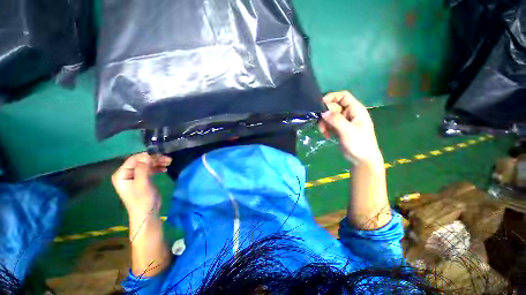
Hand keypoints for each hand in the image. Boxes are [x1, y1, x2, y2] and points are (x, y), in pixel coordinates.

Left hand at [112, 153, 171, 219]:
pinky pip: (149, 170)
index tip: (161, 155)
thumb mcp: (142, 183)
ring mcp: (134, 177)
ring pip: (147, 165)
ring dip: (158, 163)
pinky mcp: (142, 180)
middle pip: (141, 161)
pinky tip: (165, 168)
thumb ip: (143, 169)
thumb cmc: (142, 199)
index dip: (147, 156)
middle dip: (155, 159)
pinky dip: (157, 168)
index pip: (134, 159)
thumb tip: (148, 156)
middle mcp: (127, 174)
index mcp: (122, 174)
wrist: (147, 213)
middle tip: (168, 159)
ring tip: (169, 162)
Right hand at [319, 91, 381, 164]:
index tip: (320, 104)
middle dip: (325, 115)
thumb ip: (335, 119)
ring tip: (324, 132)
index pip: (343, 96)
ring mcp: (343, 121)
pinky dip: (326, 129)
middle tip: (321, 124)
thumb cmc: (359, 143)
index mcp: (355, 110)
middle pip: (333, 107)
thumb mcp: (347, 130)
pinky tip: (327, 136)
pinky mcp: (338, 129)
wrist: (361, 159)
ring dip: (324, 123)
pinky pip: (329, 124)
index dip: (332, 97)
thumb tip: (323, 111)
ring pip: (329, 116)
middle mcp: (349, 113)